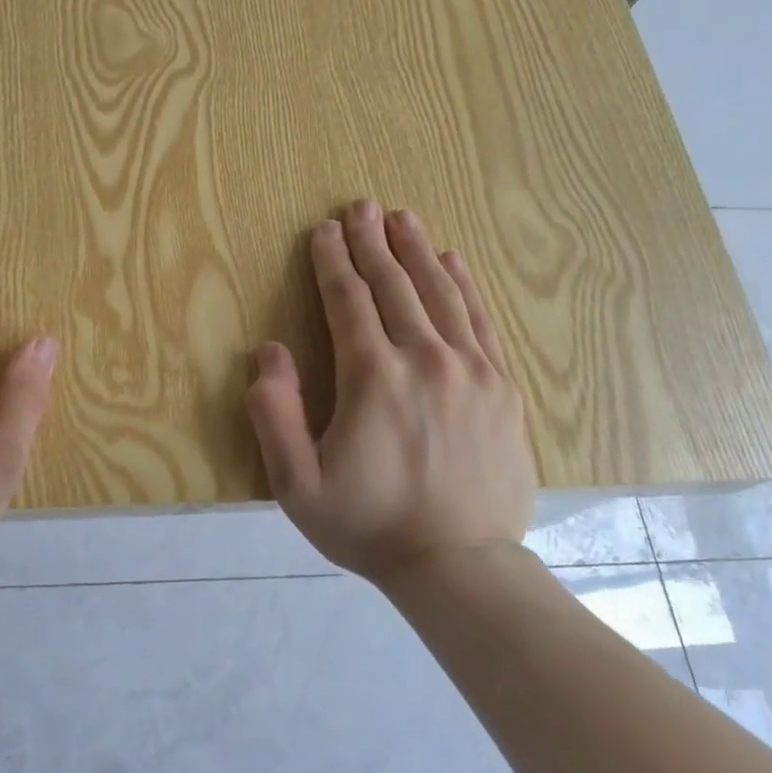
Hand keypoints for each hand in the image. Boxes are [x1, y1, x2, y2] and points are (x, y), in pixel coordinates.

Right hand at [246, 200, 535, 584]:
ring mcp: (471, 371)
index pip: (348, 302)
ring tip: (402, 217)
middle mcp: (425, 360)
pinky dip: (463, 284)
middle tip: (360, 206)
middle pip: (394, 285)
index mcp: (372, 378)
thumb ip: (275, 414)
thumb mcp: (297, 485)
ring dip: (418, 250)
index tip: (324, 230)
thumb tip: (269, 352)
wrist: (460, 566)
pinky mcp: (502, 387)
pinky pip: (480, 320)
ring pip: (441, 292)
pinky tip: (451, 260)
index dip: (332, 262)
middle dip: (372, 243)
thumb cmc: (368, 525)